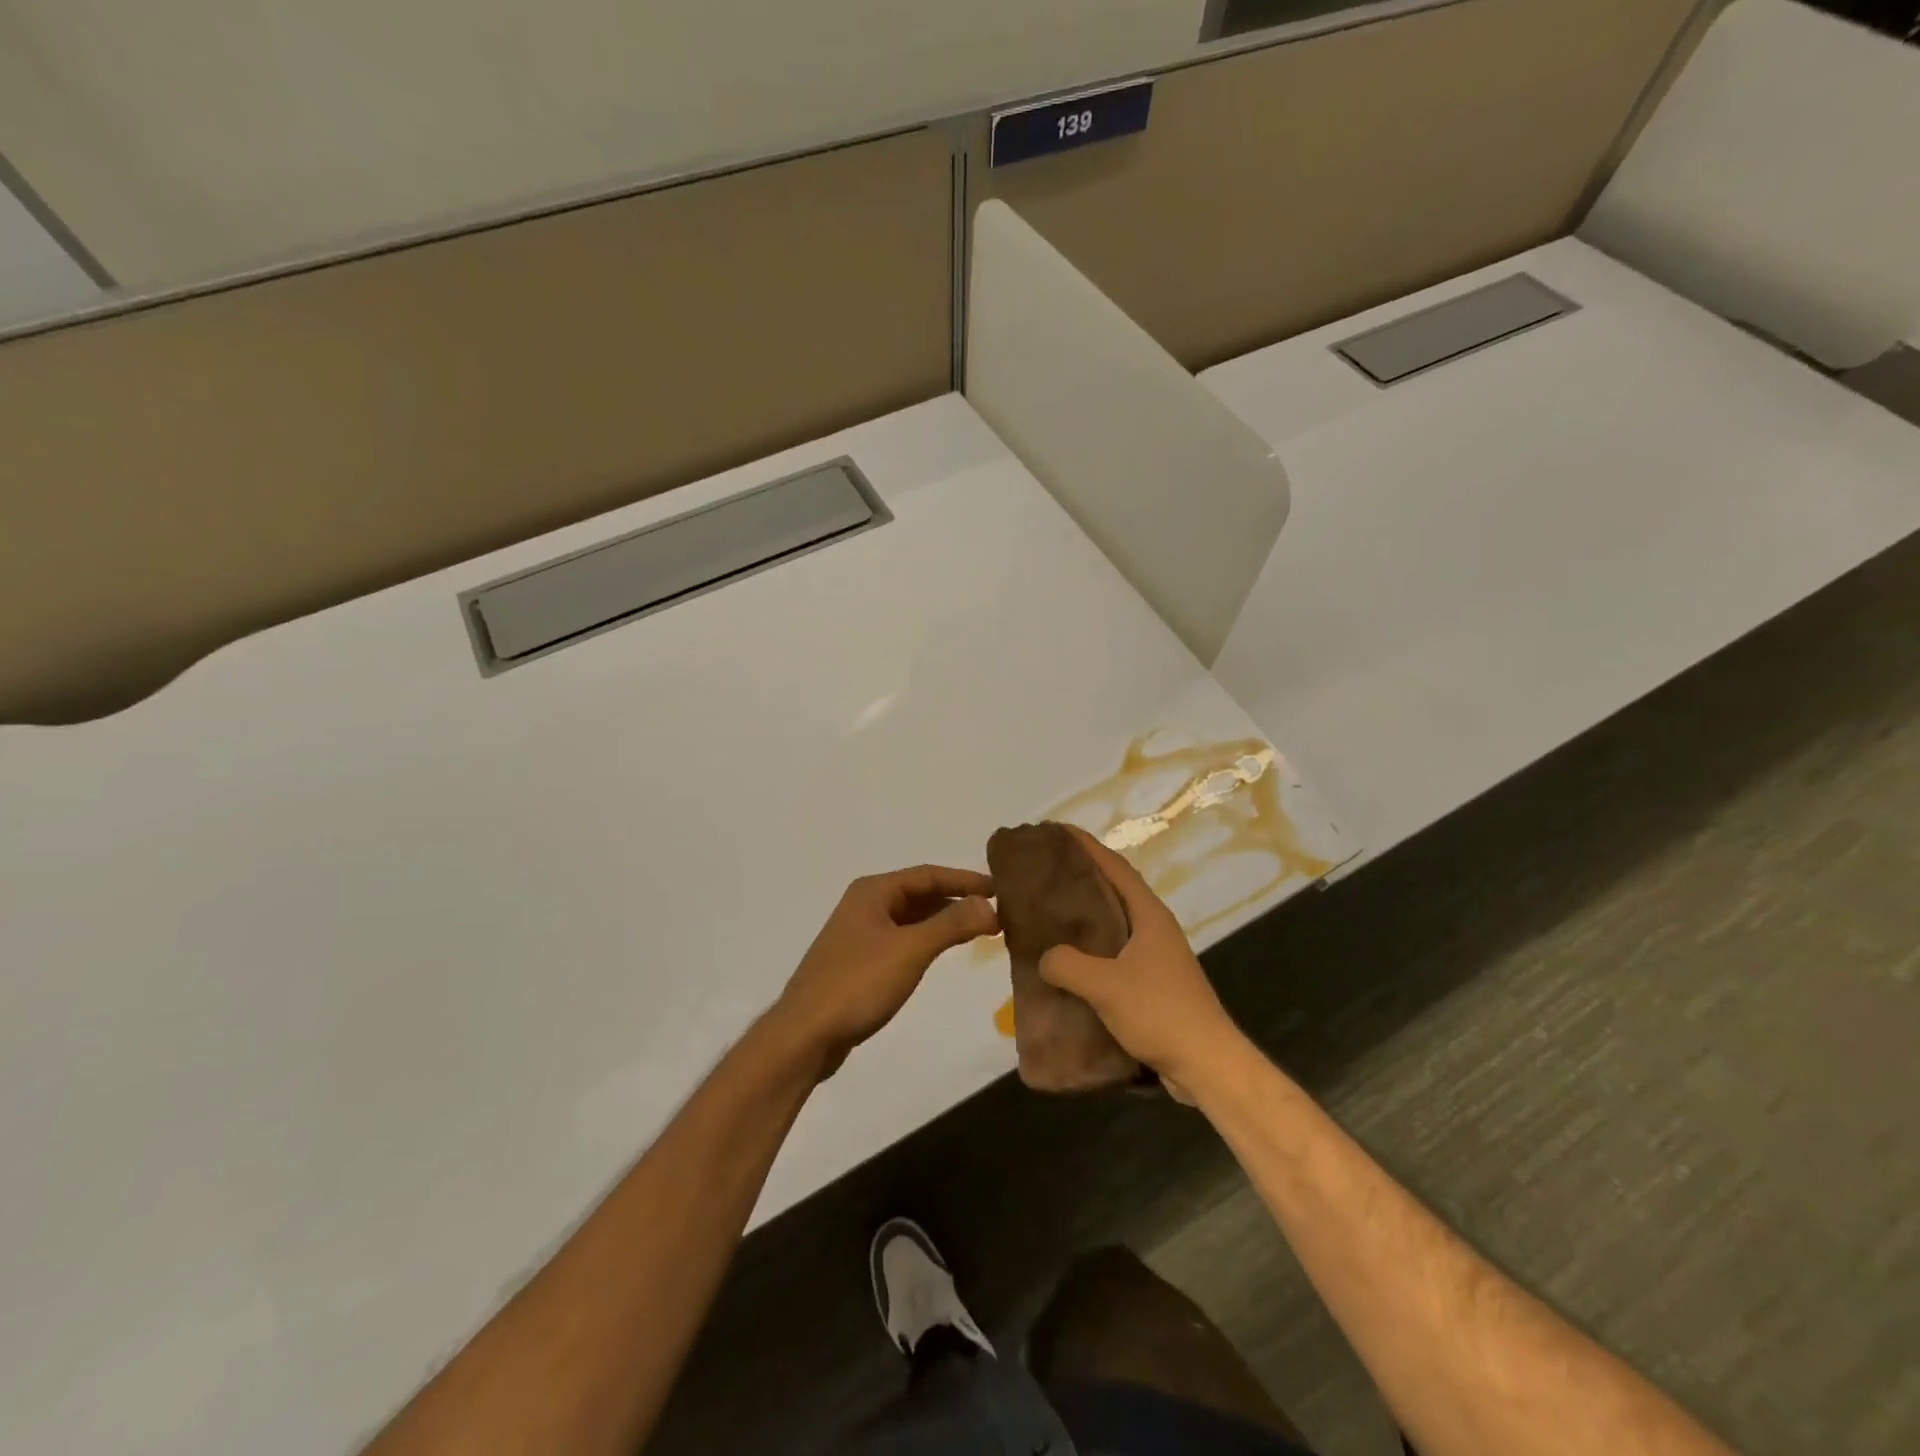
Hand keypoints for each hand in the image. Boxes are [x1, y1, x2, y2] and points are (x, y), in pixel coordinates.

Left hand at [773, 865, 998, 1078]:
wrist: (805, 1035)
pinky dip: (927, 940)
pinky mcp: (860, 961)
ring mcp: (860, 934)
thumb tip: (989, 905)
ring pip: (911, 918)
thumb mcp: (910, 950)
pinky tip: (944, 951)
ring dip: (944, 921)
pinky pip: (903, 939)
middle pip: (920, 893)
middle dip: (957, 900)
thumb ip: (952, 925)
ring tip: (980, 929)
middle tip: (996, 910)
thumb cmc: (858, 983)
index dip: (965, 880)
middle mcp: (865, 904)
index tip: (1000, 888)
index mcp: (873, 891)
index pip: (928, 874)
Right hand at [1038, 827, 1239, 1094]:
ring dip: (1085, 914)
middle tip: (1045, 870)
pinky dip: (1090, 949)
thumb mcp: (1106, 985)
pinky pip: (1114, 953)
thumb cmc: (1160, 1013)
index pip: (1115, 867)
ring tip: (1049, 911)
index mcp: (1149, 915)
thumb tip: (1045, 957)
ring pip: (1113, 923)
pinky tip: (1067, 961)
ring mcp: (1156, 956)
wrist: (1206, 1065)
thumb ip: (1067, 964)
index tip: (1057, 830)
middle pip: (1113, 890)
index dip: (1087, 846)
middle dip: (1081, 876)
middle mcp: (1154, 928)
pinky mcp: (1153, 983)